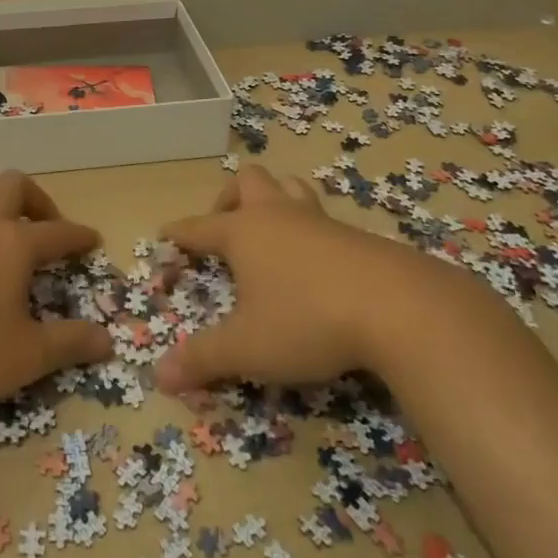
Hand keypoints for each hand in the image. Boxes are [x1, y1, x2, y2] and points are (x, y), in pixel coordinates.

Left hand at [0, 170, 112, 407]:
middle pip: (14, 185)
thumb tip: (108, 341)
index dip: (78, 236)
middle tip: (45, 227)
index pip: (58, 232)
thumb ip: (69, 344)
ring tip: (1, 223)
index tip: (92, 239)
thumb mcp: (25, 356)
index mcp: (14, 242)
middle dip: (38, 200)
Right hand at [154, 165, 434, 392]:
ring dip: (274, 199)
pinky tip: (316, 261)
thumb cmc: (307, 320)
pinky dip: (309, 229)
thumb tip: (159, 376)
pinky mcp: (356, 235)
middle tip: (225, 226)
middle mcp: (277, 215)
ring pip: (290, 187)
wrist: (398, 307)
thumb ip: (204, 358)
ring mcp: (319, 221)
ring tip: (270, 229)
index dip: (179, 233)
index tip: (166, 233)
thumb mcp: (248, 348)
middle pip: (248, 182)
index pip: (199, 227)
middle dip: (230, 198)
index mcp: (243, 232)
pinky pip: (322, 217)